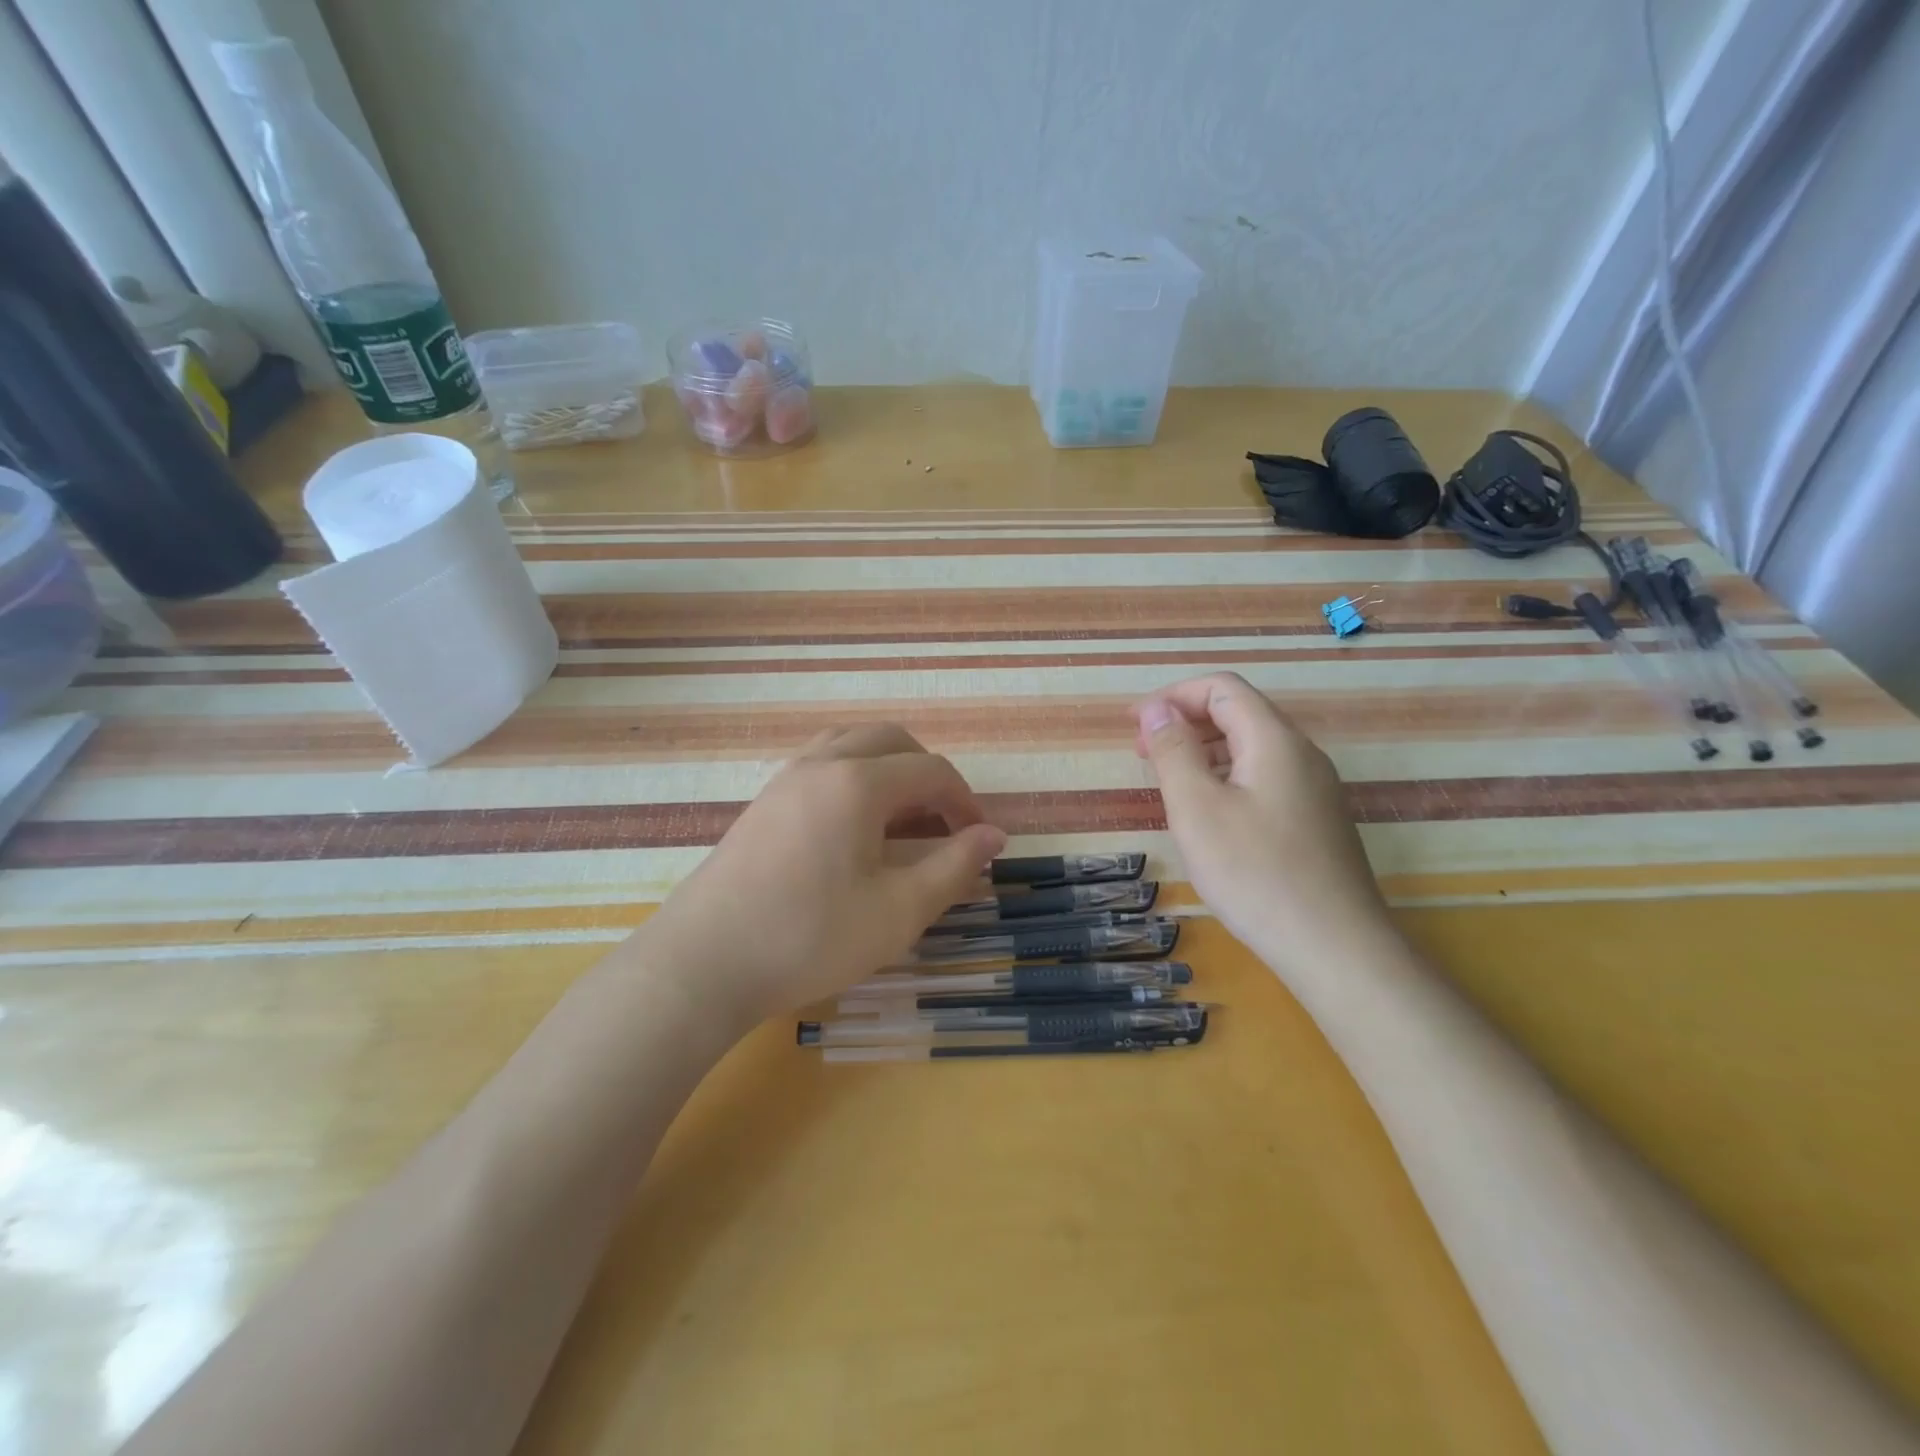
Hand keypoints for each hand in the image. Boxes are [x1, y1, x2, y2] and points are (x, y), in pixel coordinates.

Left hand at [642, 725, 1006, 1024]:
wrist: (704, 963)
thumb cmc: (809, 937)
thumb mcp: (898, 911)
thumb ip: (954, 867)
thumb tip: (994, 836)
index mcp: (858, 782)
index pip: (930, 770)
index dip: (966, 802)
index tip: (980, 842)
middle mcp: (820, 764)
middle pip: (890, 740)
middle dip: (928, 774)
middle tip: (944, 823)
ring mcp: (784, 779)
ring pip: (850, 745)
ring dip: (887, 769)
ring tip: (902, 818)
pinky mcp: (762, 803)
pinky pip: (820, 765)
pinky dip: (853, 778)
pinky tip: (853, 829)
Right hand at [1131, 673, 1390, 973]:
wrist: (1335, 947)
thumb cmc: (1255, 873)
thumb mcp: (1197, 808)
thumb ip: (1173, 751)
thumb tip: (1157, 709)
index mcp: (1274, 740)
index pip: (1221, 688)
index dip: (1173, 696)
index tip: (1134, 724)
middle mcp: (1301, 754)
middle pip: (1239, 713)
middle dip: (1185, 722)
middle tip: (1143, 754)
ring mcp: (1315, 789)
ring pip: (1252, 748)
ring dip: (1204, 751)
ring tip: (1168, 782)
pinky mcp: (1316, 820)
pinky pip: (1264, 778)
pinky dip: (1226, 778)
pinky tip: (1208, 814)